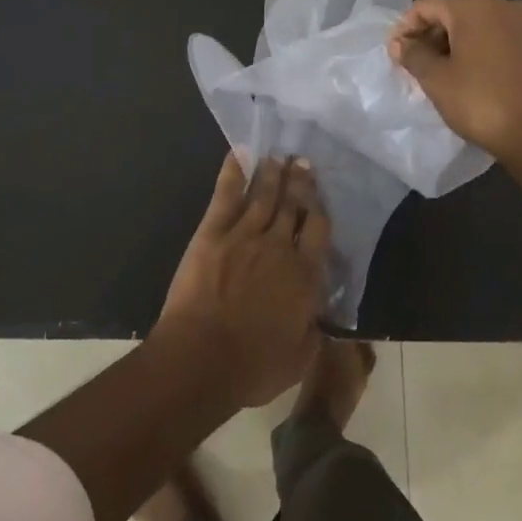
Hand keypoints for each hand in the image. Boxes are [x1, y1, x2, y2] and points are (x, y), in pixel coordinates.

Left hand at [156, 153, 329, 407]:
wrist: (202, 358)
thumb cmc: (253, 367)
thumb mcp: (300, 359)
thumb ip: (313, 331)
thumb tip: (319, 316)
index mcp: (305, 276)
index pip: (318, 229)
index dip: (319, 208)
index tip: (319, 193)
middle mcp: (279, 247)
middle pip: (293, 205)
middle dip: (299, 181)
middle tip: (301, 159)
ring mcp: (244, 235)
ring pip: (263, 195)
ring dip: (272, 173)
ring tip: (278, 156)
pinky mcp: (213, 233)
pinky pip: (225, 195)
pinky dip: (233, 172)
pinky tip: (239, 153)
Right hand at [387, 0, 521, 166]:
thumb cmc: (480, 101)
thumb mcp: (435, 79)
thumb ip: (412, 54)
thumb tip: (400, 44)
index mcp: (473, 5)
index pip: (425, 5)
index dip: (404, 28)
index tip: (393, 55)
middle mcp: (501, 4)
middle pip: (450, 10)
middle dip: (427, 34)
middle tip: (410, 64)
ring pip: (473, 24)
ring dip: (449, 42)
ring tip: (434, 71)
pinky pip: (493, 36)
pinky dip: (473, 48)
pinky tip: (462, 73)